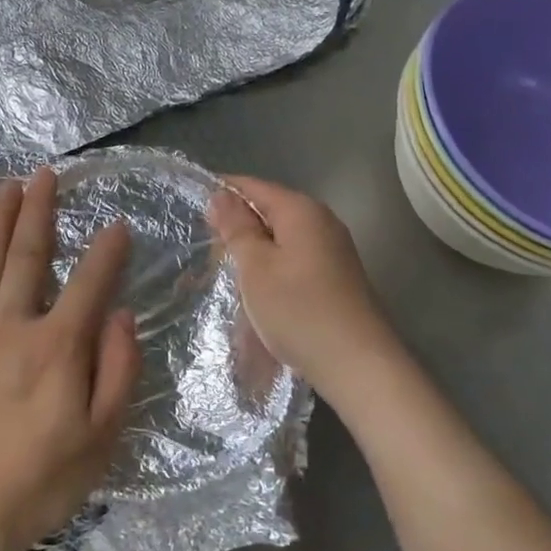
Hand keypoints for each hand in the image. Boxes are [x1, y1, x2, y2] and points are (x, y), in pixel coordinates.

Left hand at [0, 167, 141, 550]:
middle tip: (45, 174)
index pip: (89, 283)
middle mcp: (10, 328)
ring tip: (7, 186)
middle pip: (27, 255)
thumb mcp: (99, 439)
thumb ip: (116, 372)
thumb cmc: (38, 482)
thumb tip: (120, 314)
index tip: (119, 223)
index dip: (107, 251)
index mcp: (55, 348)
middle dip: (39, 210)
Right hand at [209, 175, 403, 405]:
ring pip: (281, 238)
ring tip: (228, 277)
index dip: (222, 195)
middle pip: (268, 211)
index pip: (253, 186)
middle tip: (207, 256)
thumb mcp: (256, 267)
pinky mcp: (337, 276)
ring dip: (253, 253)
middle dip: (236, 228)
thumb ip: (237, 227)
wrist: (357, 364)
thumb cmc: (298, 310)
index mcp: (300, 210)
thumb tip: (221, 194)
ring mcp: (333, 249)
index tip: (193, 214)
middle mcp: (321, 221)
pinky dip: (272, 269)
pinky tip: (258, 293)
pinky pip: (294, 259)